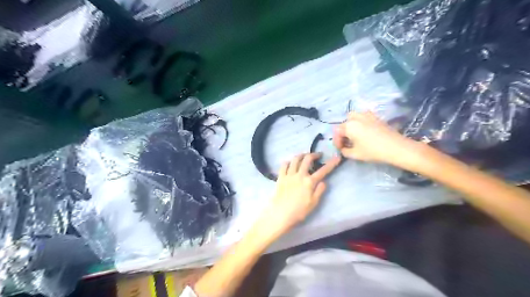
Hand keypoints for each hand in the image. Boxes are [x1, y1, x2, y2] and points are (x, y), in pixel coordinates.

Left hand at [254, 154, 341, 240]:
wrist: (281, 214)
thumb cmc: (299, 211)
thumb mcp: (313, 203)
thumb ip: (319, 191)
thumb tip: (323, 181)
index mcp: (309, 182)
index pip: (323, 170)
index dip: (331, 163)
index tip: (337, 157)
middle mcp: (300, 175)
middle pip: (307, 159)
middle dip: (314, 154)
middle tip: (318, 155)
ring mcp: (289, 175)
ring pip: (295, 159)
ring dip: (301, 155)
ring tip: (304, 156)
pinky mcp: (280, 177)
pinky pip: (284, 165)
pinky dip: (288, 161)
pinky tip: (290, 163)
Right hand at [330, 111, 422, 168]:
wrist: (396, 147)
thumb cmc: (373, 151)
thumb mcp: (355, 154)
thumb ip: (344, 151)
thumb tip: (343, 149)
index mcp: (348, 126)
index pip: (337, 132)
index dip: (337, 142)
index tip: (340, 149)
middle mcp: (356, 118)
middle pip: (344, 123)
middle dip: (343, 132)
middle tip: (347, 142)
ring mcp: (366, 115)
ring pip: (353, 117)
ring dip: (351, 125)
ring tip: (354, 135)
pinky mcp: (375, 117)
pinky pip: (363, 116)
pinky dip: (360, 122)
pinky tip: (364, 131)